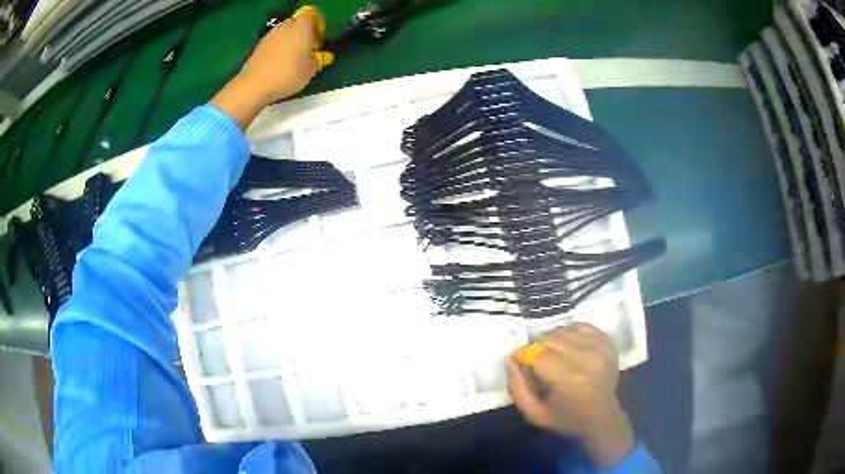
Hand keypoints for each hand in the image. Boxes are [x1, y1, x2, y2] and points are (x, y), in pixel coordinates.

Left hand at [210, 5, 332, 129]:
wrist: (255, 85)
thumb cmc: (289, 73)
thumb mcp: (312, 69)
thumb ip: (320, 59)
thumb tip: (322, 56)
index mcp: (302, 25)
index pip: (312, 14)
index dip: (318, 25)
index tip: (318, 41)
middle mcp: (285, 25)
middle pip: (298, 24)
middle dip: (304, 35)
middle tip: (307, 52)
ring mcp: (270, 35)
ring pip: (285, 34)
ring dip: (291, 43)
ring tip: (293, 61)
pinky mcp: (259, 46)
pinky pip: (274, 44)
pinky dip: (279, 51)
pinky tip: (279, 66)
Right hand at [507, 323, 634, 467]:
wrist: (602, 418)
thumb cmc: (566, 419)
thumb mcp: (534, 414)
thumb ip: (517, 388)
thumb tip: (510, 358)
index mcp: (569, 379)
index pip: (536, 353)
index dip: (524, 356)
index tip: (521, 364)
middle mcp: (587, 358)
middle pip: (549, 337)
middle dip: (537, 348)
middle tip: (538, 363)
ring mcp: (600, 346)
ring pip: (563, 329)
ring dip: (553, 340)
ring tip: (555, 356)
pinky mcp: (607, 340)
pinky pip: (579, 326)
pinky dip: (569, 334)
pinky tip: (569, 348)